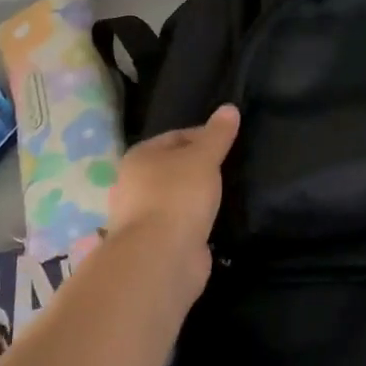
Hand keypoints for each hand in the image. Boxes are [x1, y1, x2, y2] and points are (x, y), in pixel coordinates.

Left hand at [106, 105, 240, 281]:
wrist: (161, 258)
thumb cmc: (178, 196)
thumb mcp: (203, 158)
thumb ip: (217, 135)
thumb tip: (229, 107)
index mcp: (139, 157)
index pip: (175, 136)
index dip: (203, 136)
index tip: (230, 143)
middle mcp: (134, 185)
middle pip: (173, 168)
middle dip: (199, 168)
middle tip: (231, 168)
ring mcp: (142, 217)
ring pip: (176, 198)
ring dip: (196, 197)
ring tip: (226, 195)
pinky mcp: (156, 244)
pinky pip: (180, 224)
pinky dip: (195, 222)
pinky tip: (215, 222)